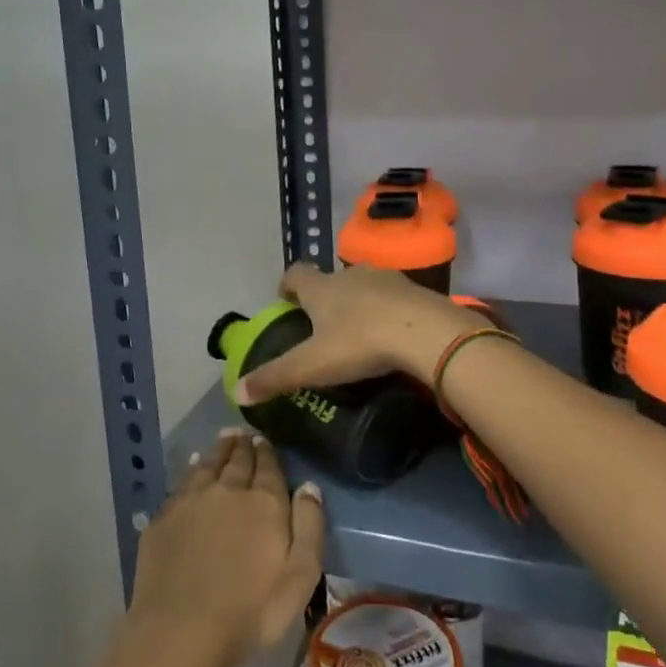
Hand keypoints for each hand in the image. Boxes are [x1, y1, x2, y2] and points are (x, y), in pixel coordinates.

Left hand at [128, 429, 325, 664]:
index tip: (264, 439)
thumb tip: (309, 485)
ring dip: (218, 450)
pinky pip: (182, 482)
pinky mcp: (164, 517)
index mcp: (263, 502)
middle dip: (243, 445)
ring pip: (208, 464)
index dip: (267, 452)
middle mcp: (227, 490)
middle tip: (244, 434)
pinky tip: (194, 466)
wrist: (182, 629)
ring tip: (223, 439)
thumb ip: (309, 526)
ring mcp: (191, 500)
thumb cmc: (251, 610)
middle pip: (237, 460)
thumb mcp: (300, 576)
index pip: (267, 467)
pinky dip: (192, 468)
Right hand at [236, 264, 478, 405]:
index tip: (285, 300)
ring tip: (359, 331)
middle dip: (324, 298)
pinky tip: (393, 335)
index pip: (296, 274)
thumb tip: (237, 392)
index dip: (287, 285)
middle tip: (322, 325)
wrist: (427, 333)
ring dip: (358, 303)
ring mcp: (386, 279)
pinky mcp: (416, 291)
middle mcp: (350, 275)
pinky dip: (388, 311)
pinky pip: (394, 298)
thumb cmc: (360, 343)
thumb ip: (275, 377)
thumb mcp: (312, 365)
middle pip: (331, 280)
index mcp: (322, 288)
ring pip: (364, 286)